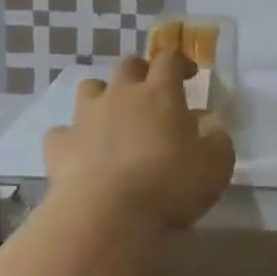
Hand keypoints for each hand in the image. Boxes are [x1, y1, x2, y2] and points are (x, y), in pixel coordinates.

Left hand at [43, 54, 234, 233]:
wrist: (107, 215)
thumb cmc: (170, 185)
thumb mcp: (216, 164)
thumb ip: (217, 137)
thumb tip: (209, 122)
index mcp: (160, 94)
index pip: (169, 60)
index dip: (180, 62)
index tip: (189, 75)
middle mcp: (120, 95)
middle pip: (128, 66)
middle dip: (141, 72)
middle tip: (151, 92)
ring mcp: (85, 118)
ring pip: (89, 88)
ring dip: (102, 96)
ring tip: (113, 118)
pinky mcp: (59, 145)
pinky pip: (63, 131)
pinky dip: (73, 138)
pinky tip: (82, 154)